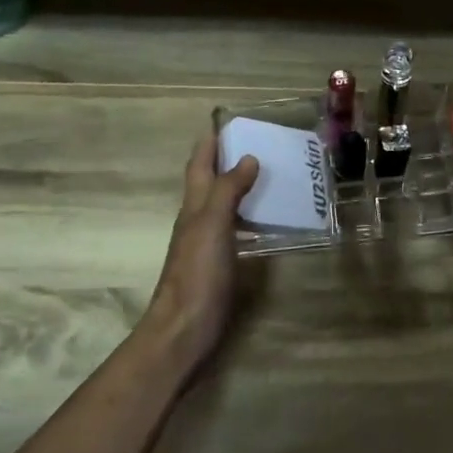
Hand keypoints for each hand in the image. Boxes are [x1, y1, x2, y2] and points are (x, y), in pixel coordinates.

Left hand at [144, 130, 259, 367]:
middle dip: (226, 162)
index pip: (199, 166)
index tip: (224, 122)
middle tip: (257, 145)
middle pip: (208, 184)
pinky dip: (247, 219)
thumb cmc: (197, 275)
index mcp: (194, 208)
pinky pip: (234, 232)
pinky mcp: (219, 267)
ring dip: (239, 189)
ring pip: (221, 207)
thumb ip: (228, 191)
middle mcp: (197, 222)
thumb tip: (247, 158)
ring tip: (268, 177)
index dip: (209, 144)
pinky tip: (263, 223)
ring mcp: (207, 246)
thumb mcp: (212, 226)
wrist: (184, 330)